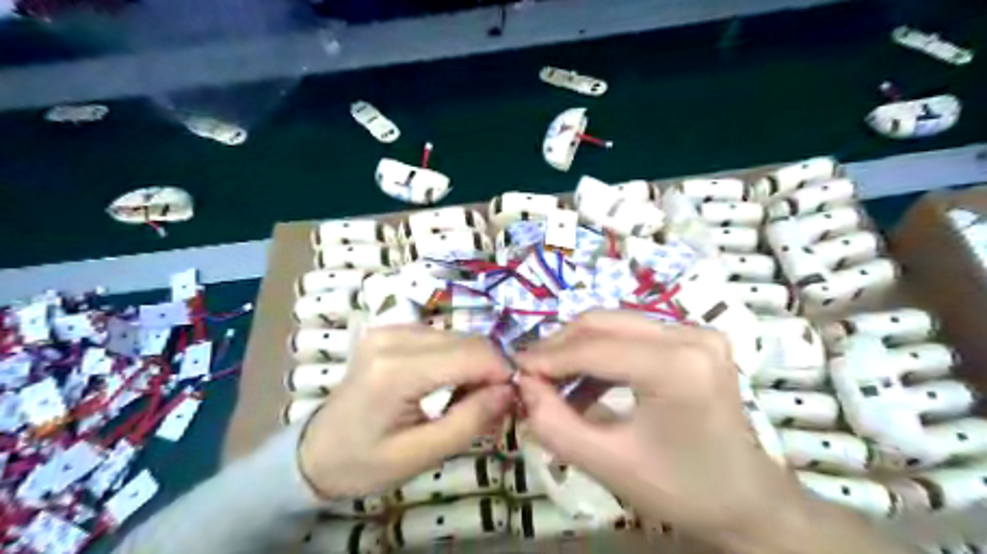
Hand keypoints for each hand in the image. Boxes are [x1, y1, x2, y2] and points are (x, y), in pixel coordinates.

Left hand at [299, 326, 517, 499]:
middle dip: (491, 370)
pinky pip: (443, 337)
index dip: (503, 373)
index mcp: (396, 370)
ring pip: (459, 337)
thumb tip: (510, 390)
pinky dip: (457, 359)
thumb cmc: (363, 463)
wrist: (315, 452)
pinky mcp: (392, 330)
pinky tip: (450, 384)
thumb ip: (469, 421)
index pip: (472, 354)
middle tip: (494, 406)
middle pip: (468, 341)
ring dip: (475, 365)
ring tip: (469, 399)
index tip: (513, 401)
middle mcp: (394, 337)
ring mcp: (391, 329)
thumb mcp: (419, 456)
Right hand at [513, 311, 805, 539]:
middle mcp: (690, 335)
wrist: (746, 500)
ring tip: (554, 381)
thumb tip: (525, 386)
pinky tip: (587, 382)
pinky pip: (633, 335)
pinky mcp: (695, 339)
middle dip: (560, 346)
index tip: (515, 369)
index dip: (548, 357)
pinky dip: (603, 354)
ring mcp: (697, 332)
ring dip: (579, 349)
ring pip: (616, 325)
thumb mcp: (609, 464)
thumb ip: (555, 425)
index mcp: (677, 367)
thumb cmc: (681, 488)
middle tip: (531, 372)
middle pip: (604, 323)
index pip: (595, 348)